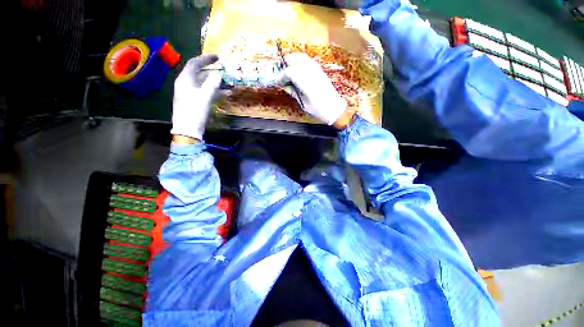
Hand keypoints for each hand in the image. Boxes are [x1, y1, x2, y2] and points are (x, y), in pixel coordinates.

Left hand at [171, 54, 222, 140]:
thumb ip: (212, 85)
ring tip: (227, 83)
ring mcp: (190, 93)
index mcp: (185, 79)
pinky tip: (224, 94)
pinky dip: (214, 91)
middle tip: (223, 70)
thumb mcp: (205, 97)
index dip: (206, 59)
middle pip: (199, 73)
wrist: (187, 129)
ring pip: (203, 83)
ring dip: (215, 83)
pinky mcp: (194, 101)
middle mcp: (186, 84)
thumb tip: (219, 75)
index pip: (195, 63)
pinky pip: (204, 92)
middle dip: (211, 71)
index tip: (217, 58)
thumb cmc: (194, 111)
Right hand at [281, 53, 347, 125]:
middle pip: (294, 59)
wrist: (334, 108)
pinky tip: (298, 71)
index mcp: (305, 82)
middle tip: (282, 75)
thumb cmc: (318, 109)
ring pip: (301, 57)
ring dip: (292, 61)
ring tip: (288, 72)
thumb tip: (284, 86)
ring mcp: (316, 69)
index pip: (288, 72)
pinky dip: (300, 62)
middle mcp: (310, 72)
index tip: (277, 81)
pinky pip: (307, 60)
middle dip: (285, 65)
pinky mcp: (320, 69)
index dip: (281, 76)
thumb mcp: (303, 103)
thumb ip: (293, 92)